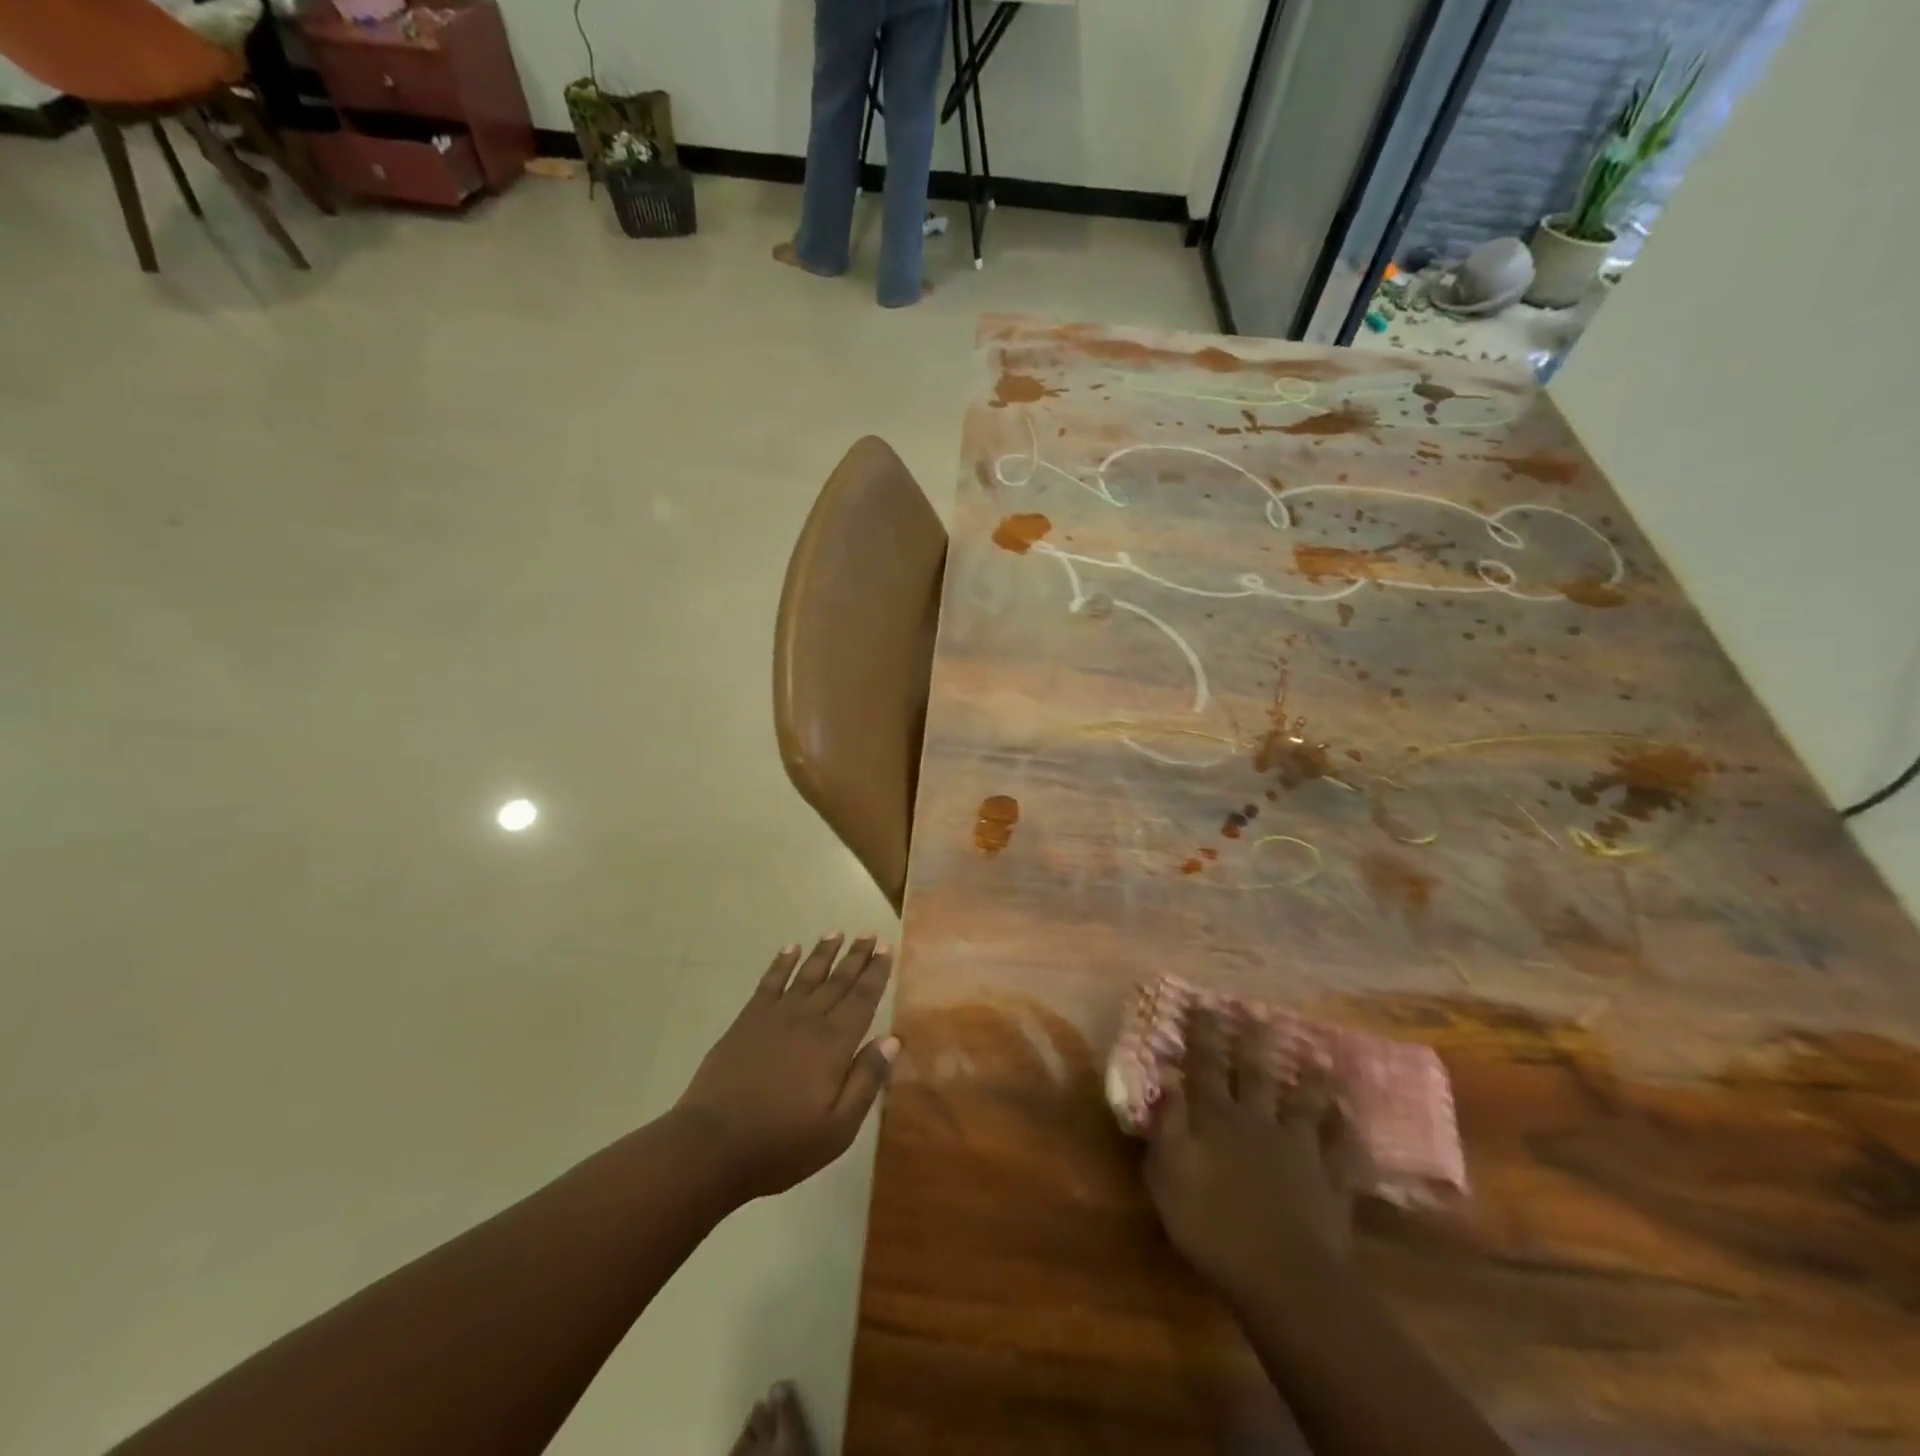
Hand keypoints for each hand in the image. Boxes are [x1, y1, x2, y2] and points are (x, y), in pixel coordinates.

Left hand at [673, 933, 897, 1200]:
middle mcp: (808, 1020)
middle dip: (856, 957)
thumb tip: (892, 1039)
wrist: (712, 1145)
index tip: (886, 948)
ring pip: (807, 975)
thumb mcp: (838, 1128)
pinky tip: (790, 949)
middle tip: (869, 933)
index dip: (876, 973)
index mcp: (834, 1044)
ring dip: (823, 952)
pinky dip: (782, 963)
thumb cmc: (781, 1144)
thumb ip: (866, 1081)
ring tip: (837, 932)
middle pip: (838, 981)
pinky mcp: (747, 1021)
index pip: (862, 999)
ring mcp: (775, 1017)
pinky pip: (769, 983)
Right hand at [1144, 1007, 1361, 1295]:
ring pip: (1307, 1104)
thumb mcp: (1168, 1175)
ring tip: (1320, 1056)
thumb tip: (1168, 1080)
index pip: (1206, 1066)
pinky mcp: (1331, 1182)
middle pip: (1257, 1074)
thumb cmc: (1211, 1225)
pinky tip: (1353, 1118)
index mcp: (1216, 1118)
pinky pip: (1344, 1151)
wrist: (1282, 1276)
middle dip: (1255, 1041)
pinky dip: (1348, 1132)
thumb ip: (1167, 1125)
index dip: (1204, 1033)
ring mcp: (1299, 1150)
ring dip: (1311, 1079)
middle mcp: (1258, 1122)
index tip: (1206, 1003)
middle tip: (1260, 1011)